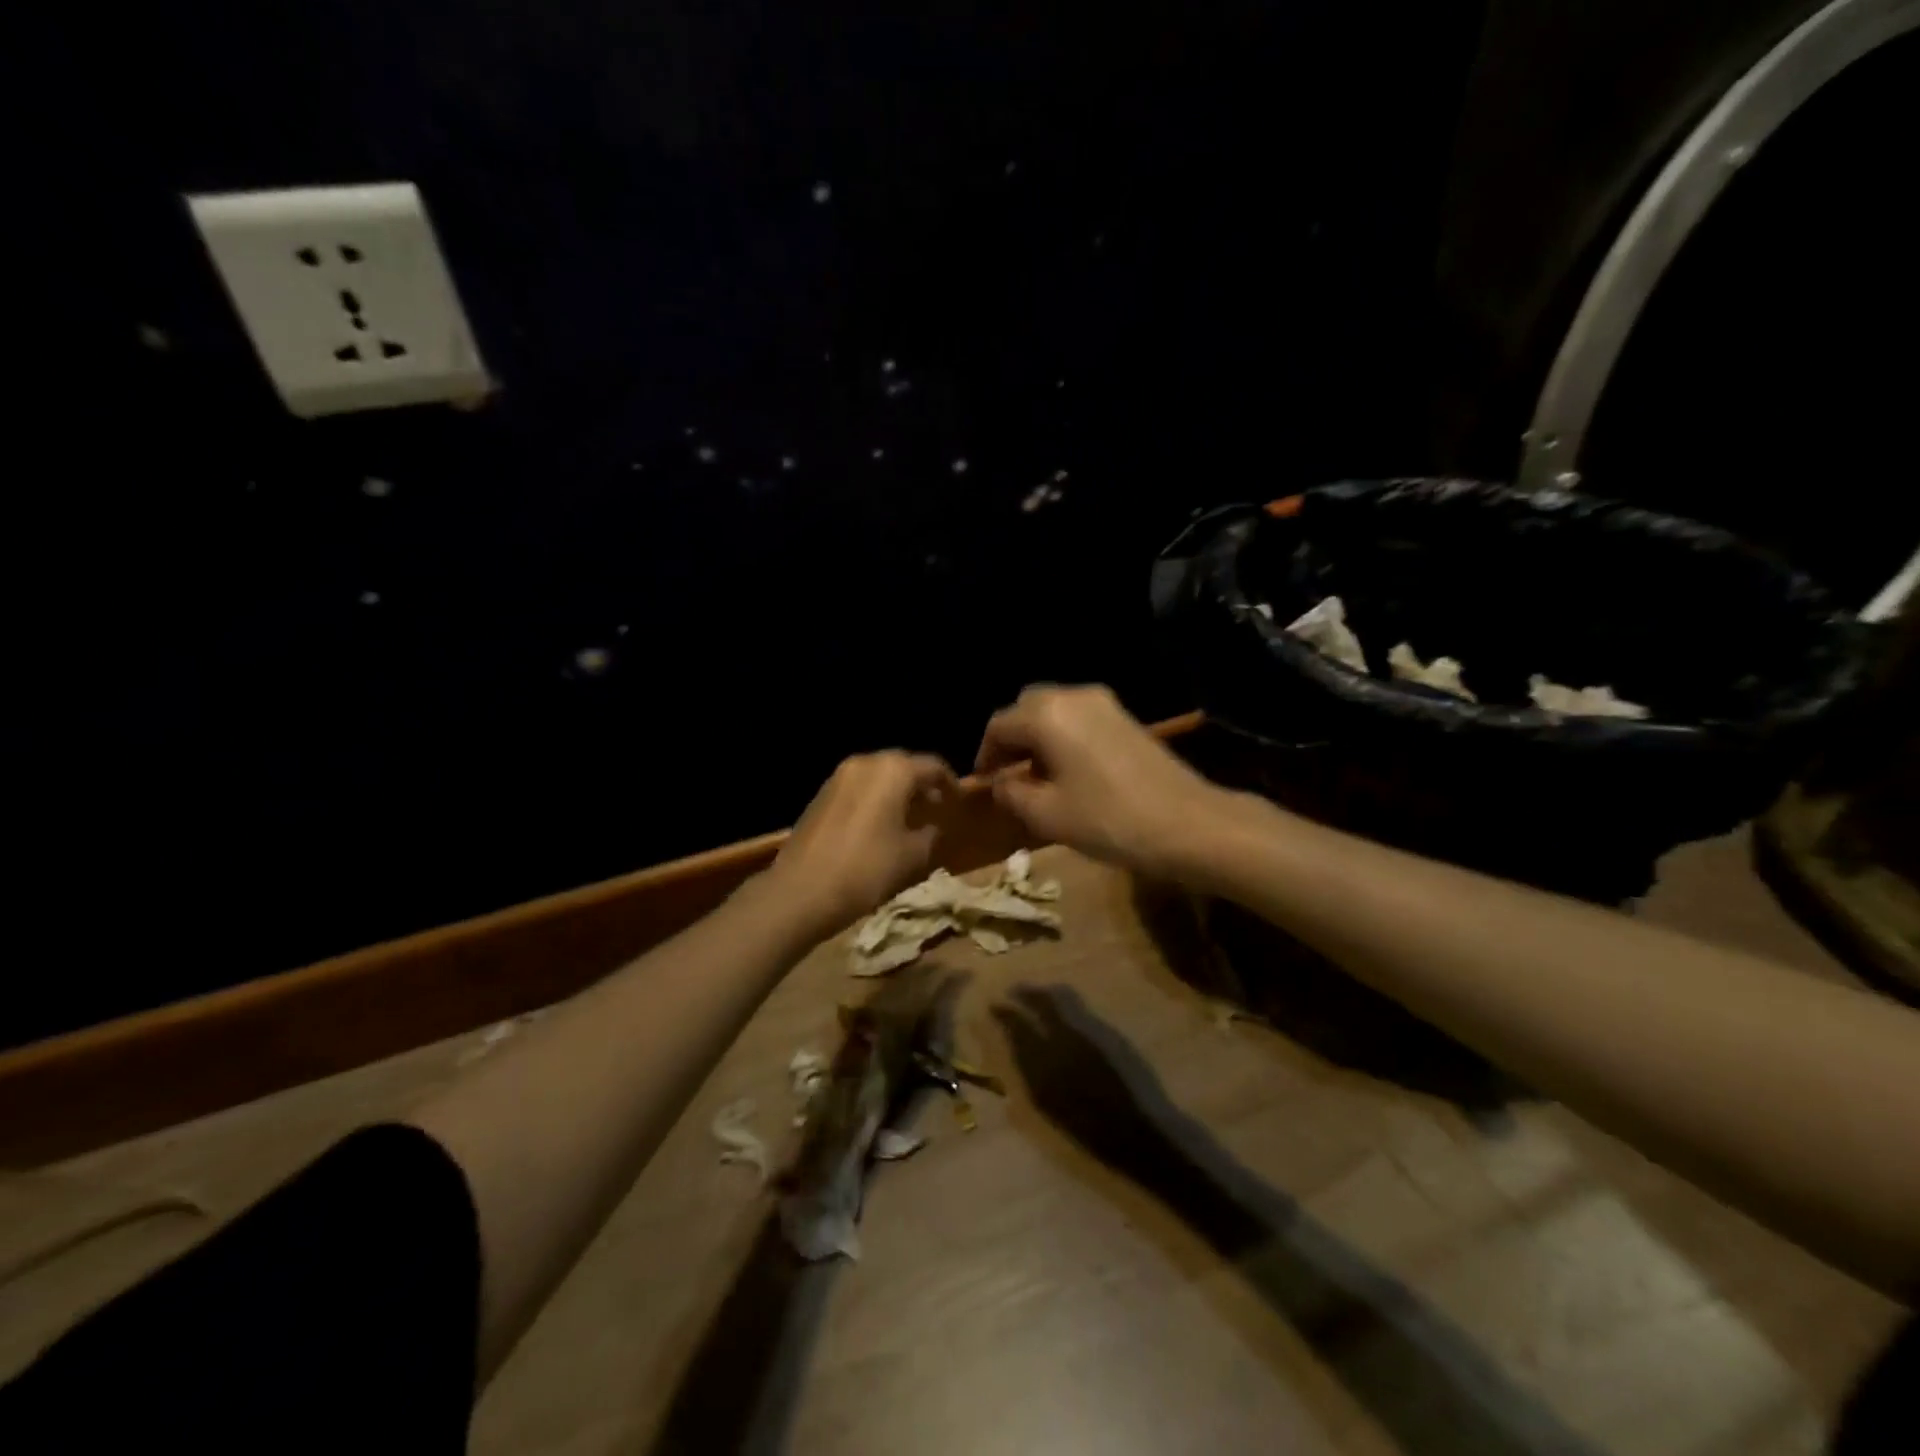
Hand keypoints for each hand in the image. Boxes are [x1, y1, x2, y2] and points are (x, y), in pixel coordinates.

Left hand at [765, 750, 957, 934]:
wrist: (801, 891)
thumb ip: (930, 834)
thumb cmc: (867, 869)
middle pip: (902, 765)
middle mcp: (865, 763)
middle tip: (936, 807)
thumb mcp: (912, 856)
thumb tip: (932, 827)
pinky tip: (880, 825)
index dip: (950, 783)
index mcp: (893, 770)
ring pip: (878, 776)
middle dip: (922, 784)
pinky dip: (875, 799)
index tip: (959, 802)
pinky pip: (858, 789)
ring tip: (910, 817)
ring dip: (897, 791)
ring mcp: (838, 777)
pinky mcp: (821, 795)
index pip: (932, 765)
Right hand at [974, 685, 1223, 878]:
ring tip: (1037, 777)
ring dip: (1038, 737)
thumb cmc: (1108, 819)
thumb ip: (1011, 793)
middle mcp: (1073, 696)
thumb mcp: (1047, 815)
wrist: (1188, 823)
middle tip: (1008, 775)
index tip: (984, 783)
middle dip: (1012, 739)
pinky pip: (1079, 718)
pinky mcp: (1126, 718)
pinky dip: (1063, 736)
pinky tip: (1069, 771)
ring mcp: (1105, 704)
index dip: (985, 755)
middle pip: (1027, 708)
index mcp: (1047, 715)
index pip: (999, 725)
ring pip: (1055, 710)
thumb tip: (1000, 782)